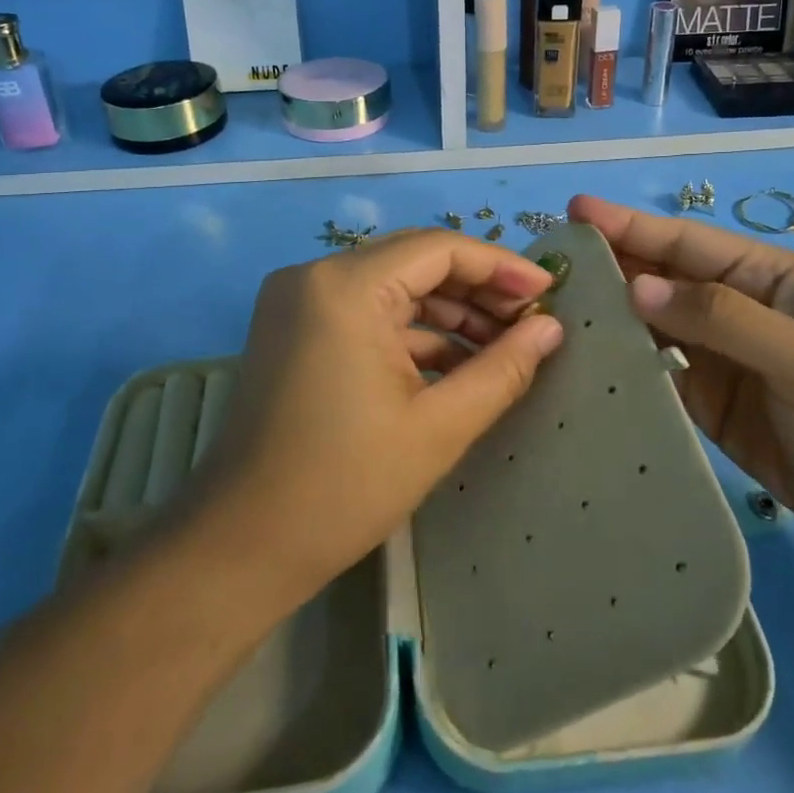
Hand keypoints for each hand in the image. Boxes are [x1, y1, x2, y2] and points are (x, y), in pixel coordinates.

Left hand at [179, 229, 564, 610]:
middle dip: (477, 289)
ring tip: (504, 346)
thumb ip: (503, 368)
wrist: (242, 545)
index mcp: (345, 287)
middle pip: (415, 260)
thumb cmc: (344, 486)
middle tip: (531, 322)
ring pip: (393, 286)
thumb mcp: (439, 426)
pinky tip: (458, 363)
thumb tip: (551, 329)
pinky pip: (367, 312)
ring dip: (448, 312)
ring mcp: (299, 301)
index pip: (440, 248)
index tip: (549, 292)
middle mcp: (315, 275)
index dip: (501, 267)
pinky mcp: (295, 328)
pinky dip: (412, 332)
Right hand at [568, 194, 793, 546]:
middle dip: (610, 264)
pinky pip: (654, 371)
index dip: (631, 224)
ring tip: (552, 308)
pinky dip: (621, 363)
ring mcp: (717, 355)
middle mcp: (733, 307)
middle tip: (548, 262)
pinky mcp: (705, 399)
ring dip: (607, 313)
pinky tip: (584, 361)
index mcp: (763, 277)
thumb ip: (719, 317)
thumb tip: (637, 287)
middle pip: (661, 277)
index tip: (575, 211)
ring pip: (650, 323)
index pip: (686, 242)